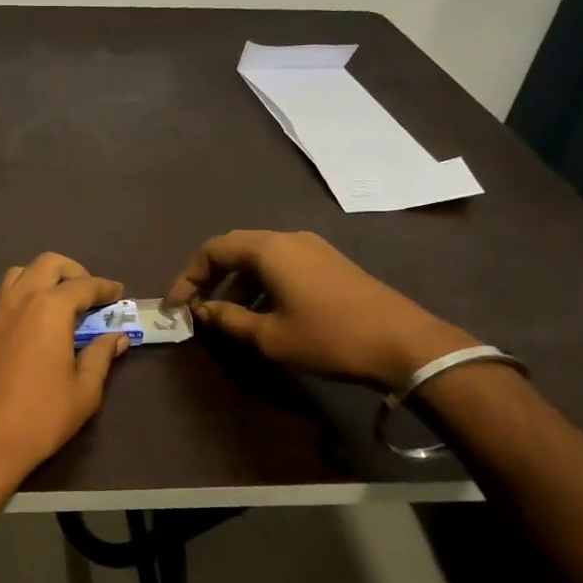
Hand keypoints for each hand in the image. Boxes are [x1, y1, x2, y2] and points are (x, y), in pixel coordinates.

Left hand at [0, 253, 129, 488]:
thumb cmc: (41, 416)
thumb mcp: (84, 390)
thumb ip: (101, 356)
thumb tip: (116, 337)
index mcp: (49, 309)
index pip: (83, 285)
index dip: (105, 287)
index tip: (119, 292)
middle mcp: (21, 300)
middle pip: (48, 264)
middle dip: (73, 271)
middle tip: (91, 294)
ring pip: (21, 273)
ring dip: (44, 277)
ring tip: (64, 302)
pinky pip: (8, 294)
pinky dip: (27, 293)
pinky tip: (41, 321)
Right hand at [164, 229, 475, 386]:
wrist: (405, 344)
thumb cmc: (329, 338)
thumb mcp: (269, 336)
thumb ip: (228, 320)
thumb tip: (201, 311)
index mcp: (269, 250)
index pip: (212, 250)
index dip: (188, 276)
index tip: (177, 306)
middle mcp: (288, 239)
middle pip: (235, 247)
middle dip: (210, 275)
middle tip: (196, 305)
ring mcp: (313, 248)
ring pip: (259, 257)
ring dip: (237, 282)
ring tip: (228, 315)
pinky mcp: (329, 262)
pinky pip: (282, 264)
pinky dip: (261, 283)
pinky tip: (264, 312)